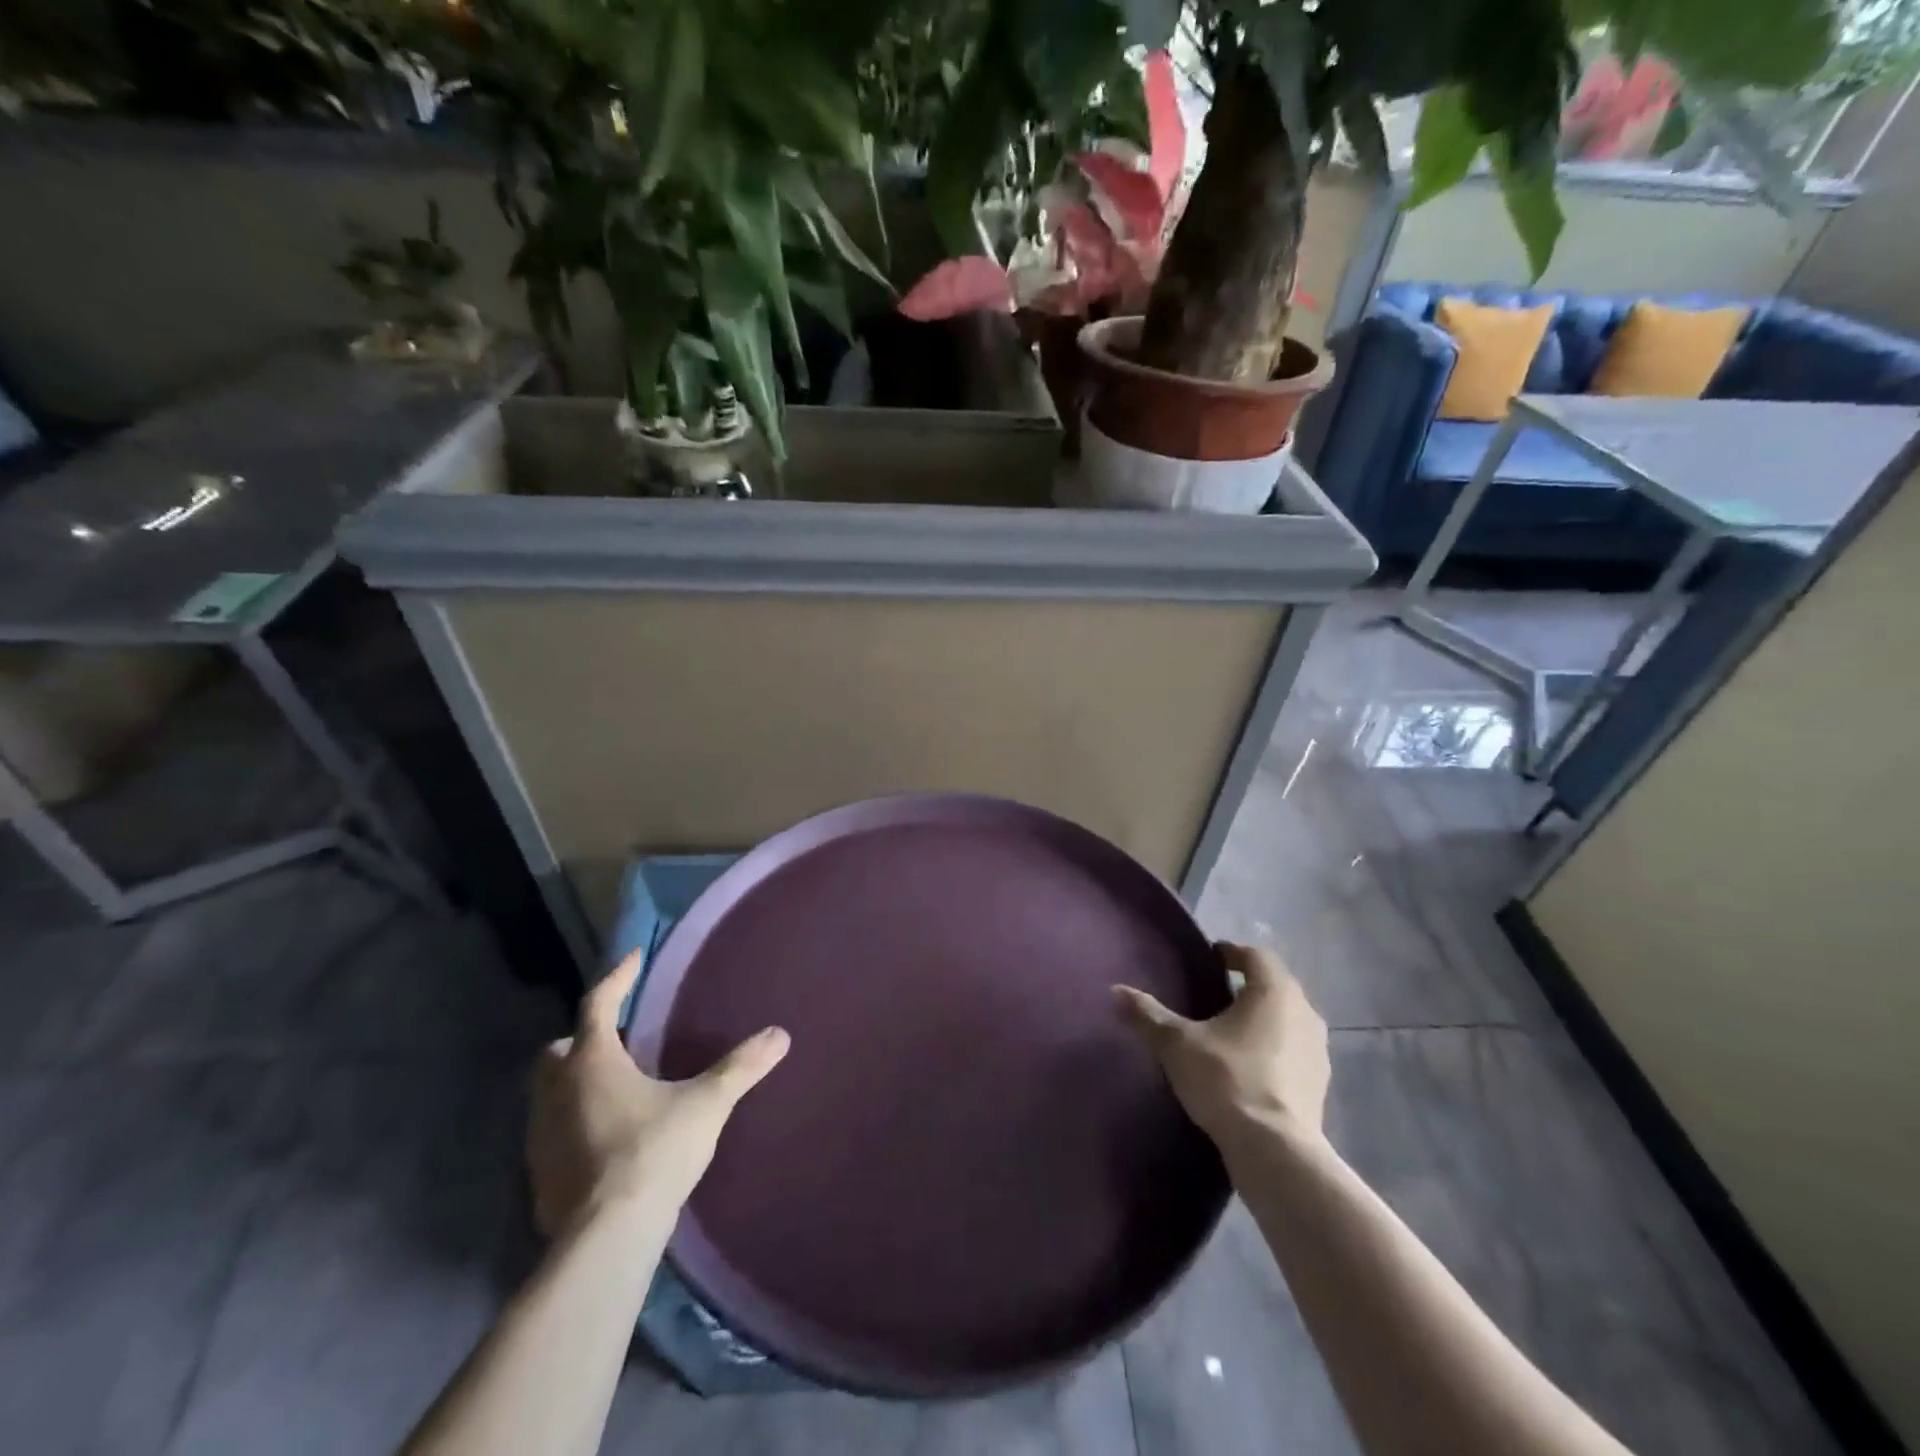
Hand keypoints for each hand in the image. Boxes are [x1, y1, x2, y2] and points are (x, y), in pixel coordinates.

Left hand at [527, 951, 789, 1236]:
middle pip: (557, 1051)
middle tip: (618, 1038)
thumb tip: (780, 1035)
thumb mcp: (706, 1104)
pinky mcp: (538, 1176)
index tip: (633, 958)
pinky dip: (572, 1124)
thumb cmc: (653, 1152)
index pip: (598, 1004)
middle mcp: (557, 1092)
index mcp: (592, 1062)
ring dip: (574, 1083)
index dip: (617, 978)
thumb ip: (741, 1068)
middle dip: (581, 1038)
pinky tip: (604, 1138)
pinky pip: (551, 1134)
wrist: (605, 1240)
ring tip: (615, 1087)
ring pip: (548, 1093)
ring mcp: (540, 1137)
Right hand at [1115, 942, 1329, 1149]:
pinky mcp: (1320, 1085)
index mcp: (1274, 992)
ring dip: (1264, 1018)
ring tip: (1230, 1030)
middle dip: (1248, 985)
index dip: (1232, 953)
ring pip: (1288, 1019)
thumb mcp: (1176, 1043)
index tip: (1211, 958)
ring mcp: (1318, 1051)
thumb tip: (1115, 991)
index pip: (1256, 956)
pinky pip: (1294, 1050)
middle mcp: (1304, 1012)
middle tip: (1216, 993)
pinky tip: (1250, 1066)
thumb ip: (1147, 1014)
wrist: (1275, 1152)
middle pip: (1276, 985)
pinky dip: (1274, 1048)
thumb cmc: (1226, 1080)